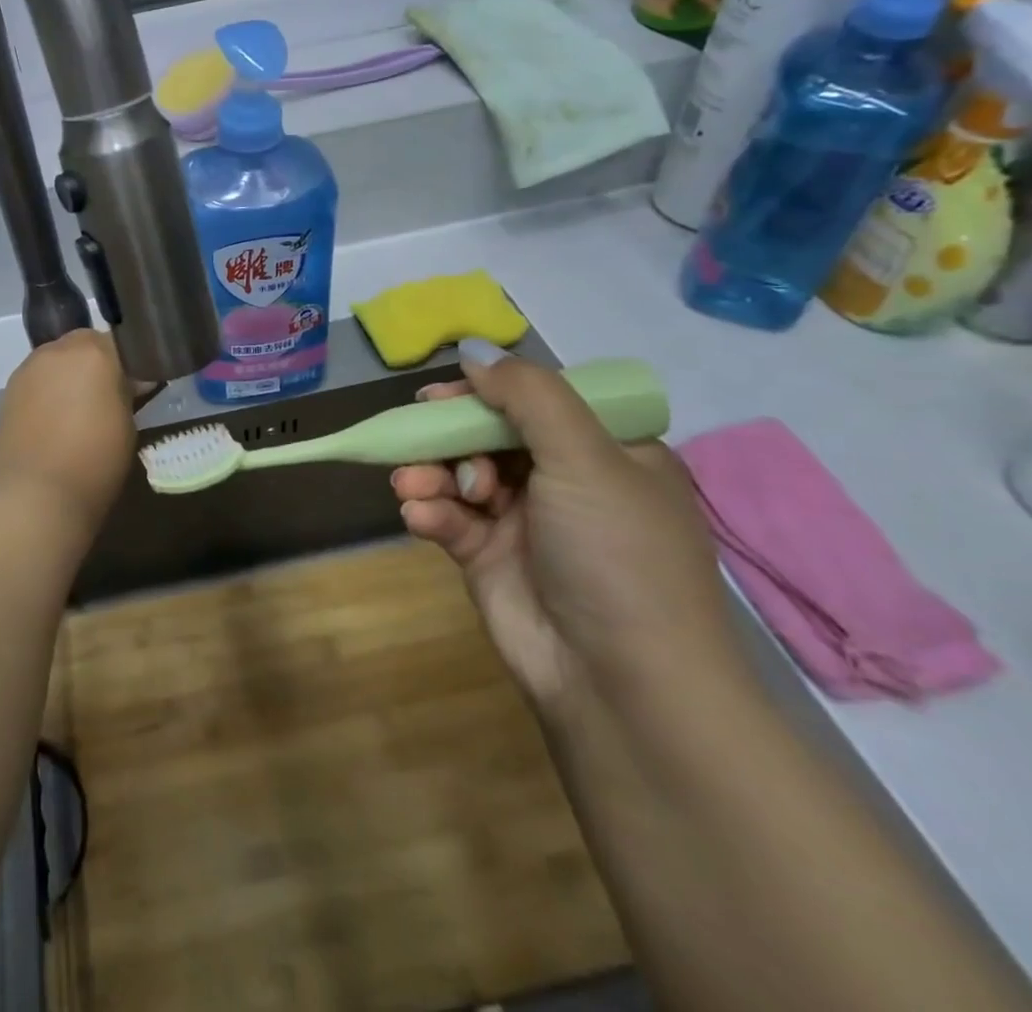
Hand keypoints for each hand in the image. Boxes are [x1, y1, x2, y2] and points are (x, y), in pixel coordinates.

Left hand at [0, 330, 136, 532]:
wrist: (35, 495)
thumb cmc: (95, 461)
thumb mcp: (128, 425)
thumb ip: (128, 393)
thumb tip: (132, 381)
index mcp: (95, 353)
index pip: (120, 341)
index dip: (130, 362)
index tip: (137, 385)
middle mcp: (59, 350)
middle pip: (84, 344)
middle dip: (97, 362)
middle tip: (107, 395)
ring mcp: (29, 368)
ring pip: (57, 359)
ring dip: (70, 373)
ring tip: (78, 409)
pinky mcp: (9, 389)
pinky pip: (37, 378)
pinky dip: (48, 389)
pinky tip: (53, 419)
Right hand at [392, 342, 741, 709]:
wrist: (618, 682)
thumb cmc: (616, 554)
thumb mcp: (586, 458)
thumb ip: (528, 395)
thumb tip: (475, 350)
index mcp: (607, 453)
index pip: (539, 401)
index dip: (490, 391)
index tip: (446, 392)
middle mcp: (565, 481)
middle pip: (489, 433)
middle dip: (450, 434)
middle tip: (416, 434)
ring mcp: (524, 520)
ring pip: (460, 472)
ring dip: (431, 473)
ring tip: (413, 485)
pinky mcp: (486, 556)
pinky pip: (448, 516)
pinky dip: (430, 511)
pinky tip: (420, 516)